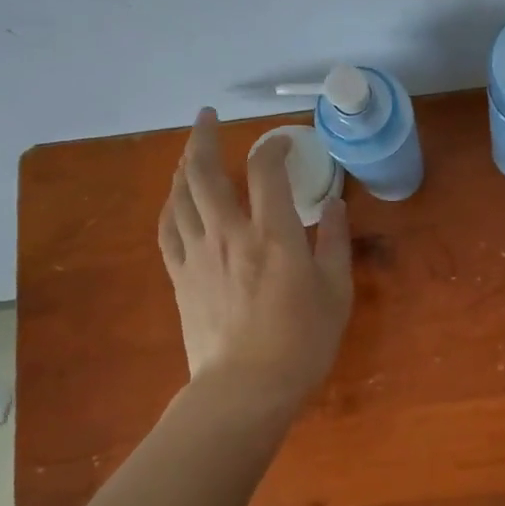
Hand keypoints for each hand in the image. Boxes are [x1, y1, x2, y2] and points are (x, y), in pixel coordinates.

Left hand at [158, 109, 353, 400]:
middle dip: (204, 137)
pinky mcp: (180, 276)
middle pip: (206, 172)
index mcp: (273, 234)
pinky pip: (168, 229)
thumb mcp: (336, 291)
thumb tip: (336, 203)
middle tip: (206, 116)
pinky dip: (170, 206)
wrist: (245, 389)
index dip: (273, 146)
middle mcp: (230, 232)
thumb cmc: (301, 342)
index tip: (283, 143)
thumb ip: (336, 241)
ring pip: (180, 196)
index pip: (266, 170)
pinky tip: (174, 199)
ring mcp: (199, 254)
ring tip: (189, 150)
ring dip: (183, 166)